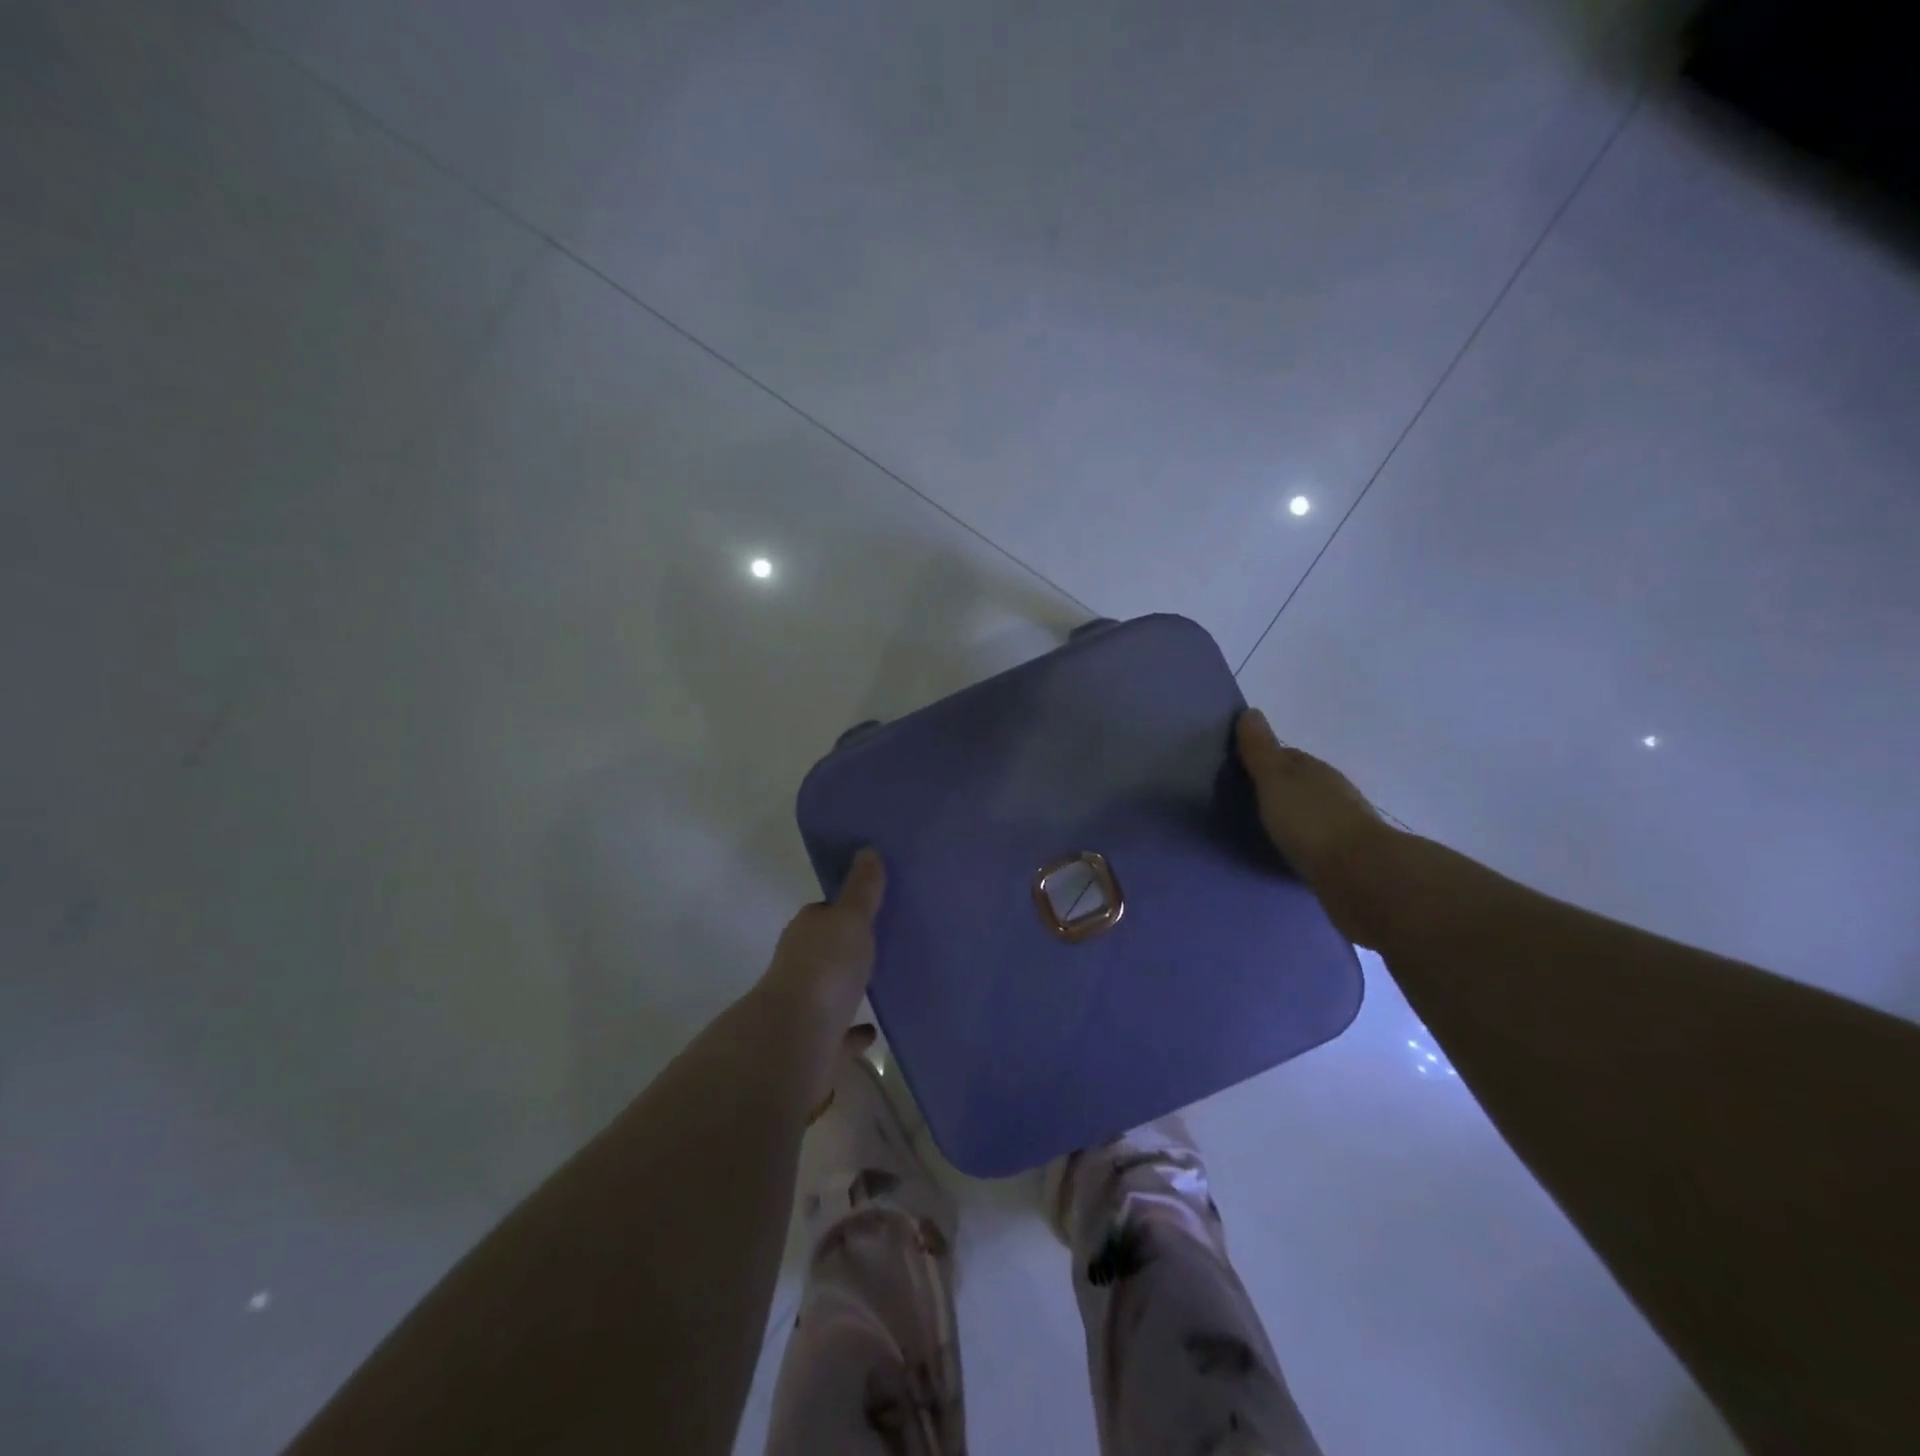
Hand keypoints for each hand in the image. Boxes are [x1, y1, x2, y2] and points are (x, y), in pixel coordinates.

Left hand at [757, 849, 885, 1090]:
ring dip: (849, 986)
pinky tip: (873, 1030)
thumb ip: (862, 888)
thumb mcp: (851, 918)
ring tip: (881, 982)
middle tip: (880, 942)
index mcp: (807, 931)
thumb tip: (867, 849)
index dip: (843, 910)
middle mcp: (800, 965)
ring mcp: (806, 1006)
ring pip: (830, 990)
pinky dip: (854, 1031)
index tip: (868, 908)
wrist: (797, 1039)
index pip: (823, 913)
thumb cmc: (826, 967)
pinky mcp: (816, 1043)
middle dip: (846, 947)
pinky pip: (840, 1033)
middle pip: (825, 950)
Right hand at [1236, 709, 1397, 944]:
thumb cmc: (1311, 821)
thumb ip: (1261, 751)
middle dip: (1277, 788)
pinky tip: (1287, 851)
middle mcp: (1333, 793)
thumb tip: (1251, 712)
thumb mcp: (1276, 780)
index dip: (1264, 759)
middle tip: (1245, 799)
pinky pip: (1315, 842)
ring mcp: (1343, 826)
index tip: (1240, 769)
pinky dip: (1301, 842)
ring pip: (1309, 813)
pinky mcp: (1345, 858)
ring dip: (1291, 816)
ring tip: (1262, 827)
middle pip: (1300, 784)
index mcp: (1315, 770)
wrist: (1360, 876)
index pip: (1287, 756)